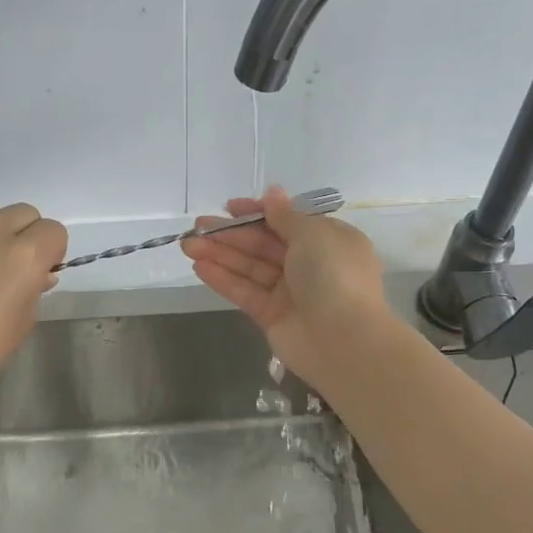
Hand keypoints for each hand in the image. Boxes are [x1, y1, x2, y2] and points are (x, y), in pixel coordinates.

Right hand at [181, 186, 390, 384]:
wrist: (344, 340)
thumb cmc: (334, 276)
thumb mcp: (313, 234)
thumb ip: (286, 216)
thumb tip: (272, 192)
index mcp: (328, 240)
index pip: (287, 221)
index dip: (258, 212)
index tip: (229, 207)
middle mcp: (310, 264)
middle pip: (264, 244)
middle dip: (231, 234)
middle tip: (197, 226)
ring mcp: (290, 292)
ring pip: (250, 267)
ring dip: (220, 254)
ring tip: (187, 244)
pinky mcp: (272, 316)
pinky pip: (245, 291)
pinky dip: (223, 279)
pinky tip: (198, 266)